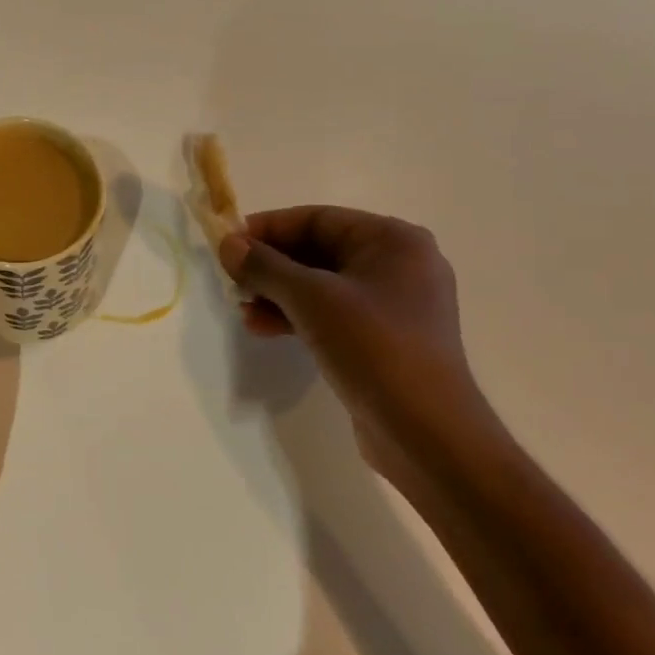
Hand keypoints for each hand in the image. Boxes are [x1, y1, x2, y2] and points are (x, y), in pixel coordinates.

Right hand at [218, 207, 501, 493]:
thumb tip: (228, 243)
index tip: (228, 243)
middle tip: (232, 279)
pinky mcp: (384, 339)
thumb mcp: (312, 299)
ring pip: (322, 285)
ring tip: (242, 308)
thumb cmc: (374, 348)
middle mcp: (398, 264)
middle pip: (319, 250)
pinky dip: (297, 316)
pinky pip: (332, 313)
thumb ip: (265, 266)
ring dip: (279, 293)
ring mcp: (393, 304)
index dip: (268, 228)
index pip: (318, 219)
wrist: (427, 434)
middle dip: (272, 265)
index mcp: (393, 241)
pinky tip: (263, 328)